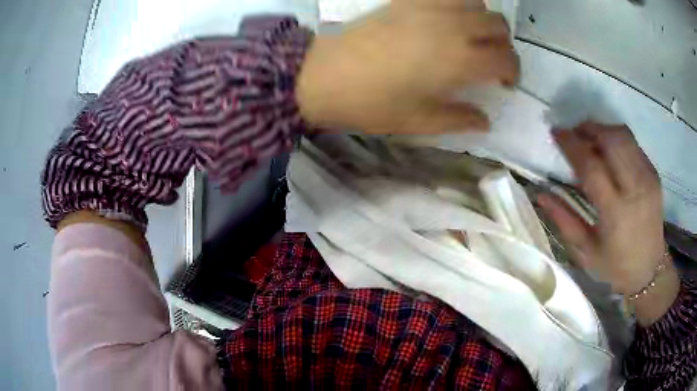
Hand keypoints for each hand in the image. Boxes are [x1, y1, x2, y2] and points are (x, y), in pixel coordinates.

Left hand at [296, 0, 518, 133]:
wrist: (325, 75)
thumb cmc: (373, 103)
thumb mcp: (420, 121)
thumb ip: (459, 119)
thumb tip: (484, 121)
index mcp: (461, 60)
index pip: (506, 59)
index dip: (512, 72)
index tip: (503, 83)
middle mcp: (453, 26)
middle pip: (498, 25)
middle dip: (503, 44)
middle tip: (490, 59)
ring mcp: (429, 7)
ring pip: (476, 2)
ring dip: (483, 18)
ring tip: (471, 35)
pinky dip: (456, 2)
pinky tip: (446, 18)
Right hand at [538, 122, 678, 324]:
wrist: (649, 270)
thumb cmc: (615, 265)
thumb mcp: (586, 252)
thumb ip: (564, 220)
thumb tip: (540, 193)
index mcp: (615, 212)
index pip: (592, 166)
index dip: (572, 145)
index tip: (556, 133)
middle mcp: (634, 189)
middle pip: (610, 140)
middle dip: (588, 129)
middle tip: (573, 133)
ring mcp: (647, 178)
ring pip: (623, 135)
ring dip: (602, 129)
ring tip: (589, 138)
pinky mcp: (654, 173)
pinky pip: (633, 144)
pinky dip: (616, 139)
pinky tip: (608, 151)